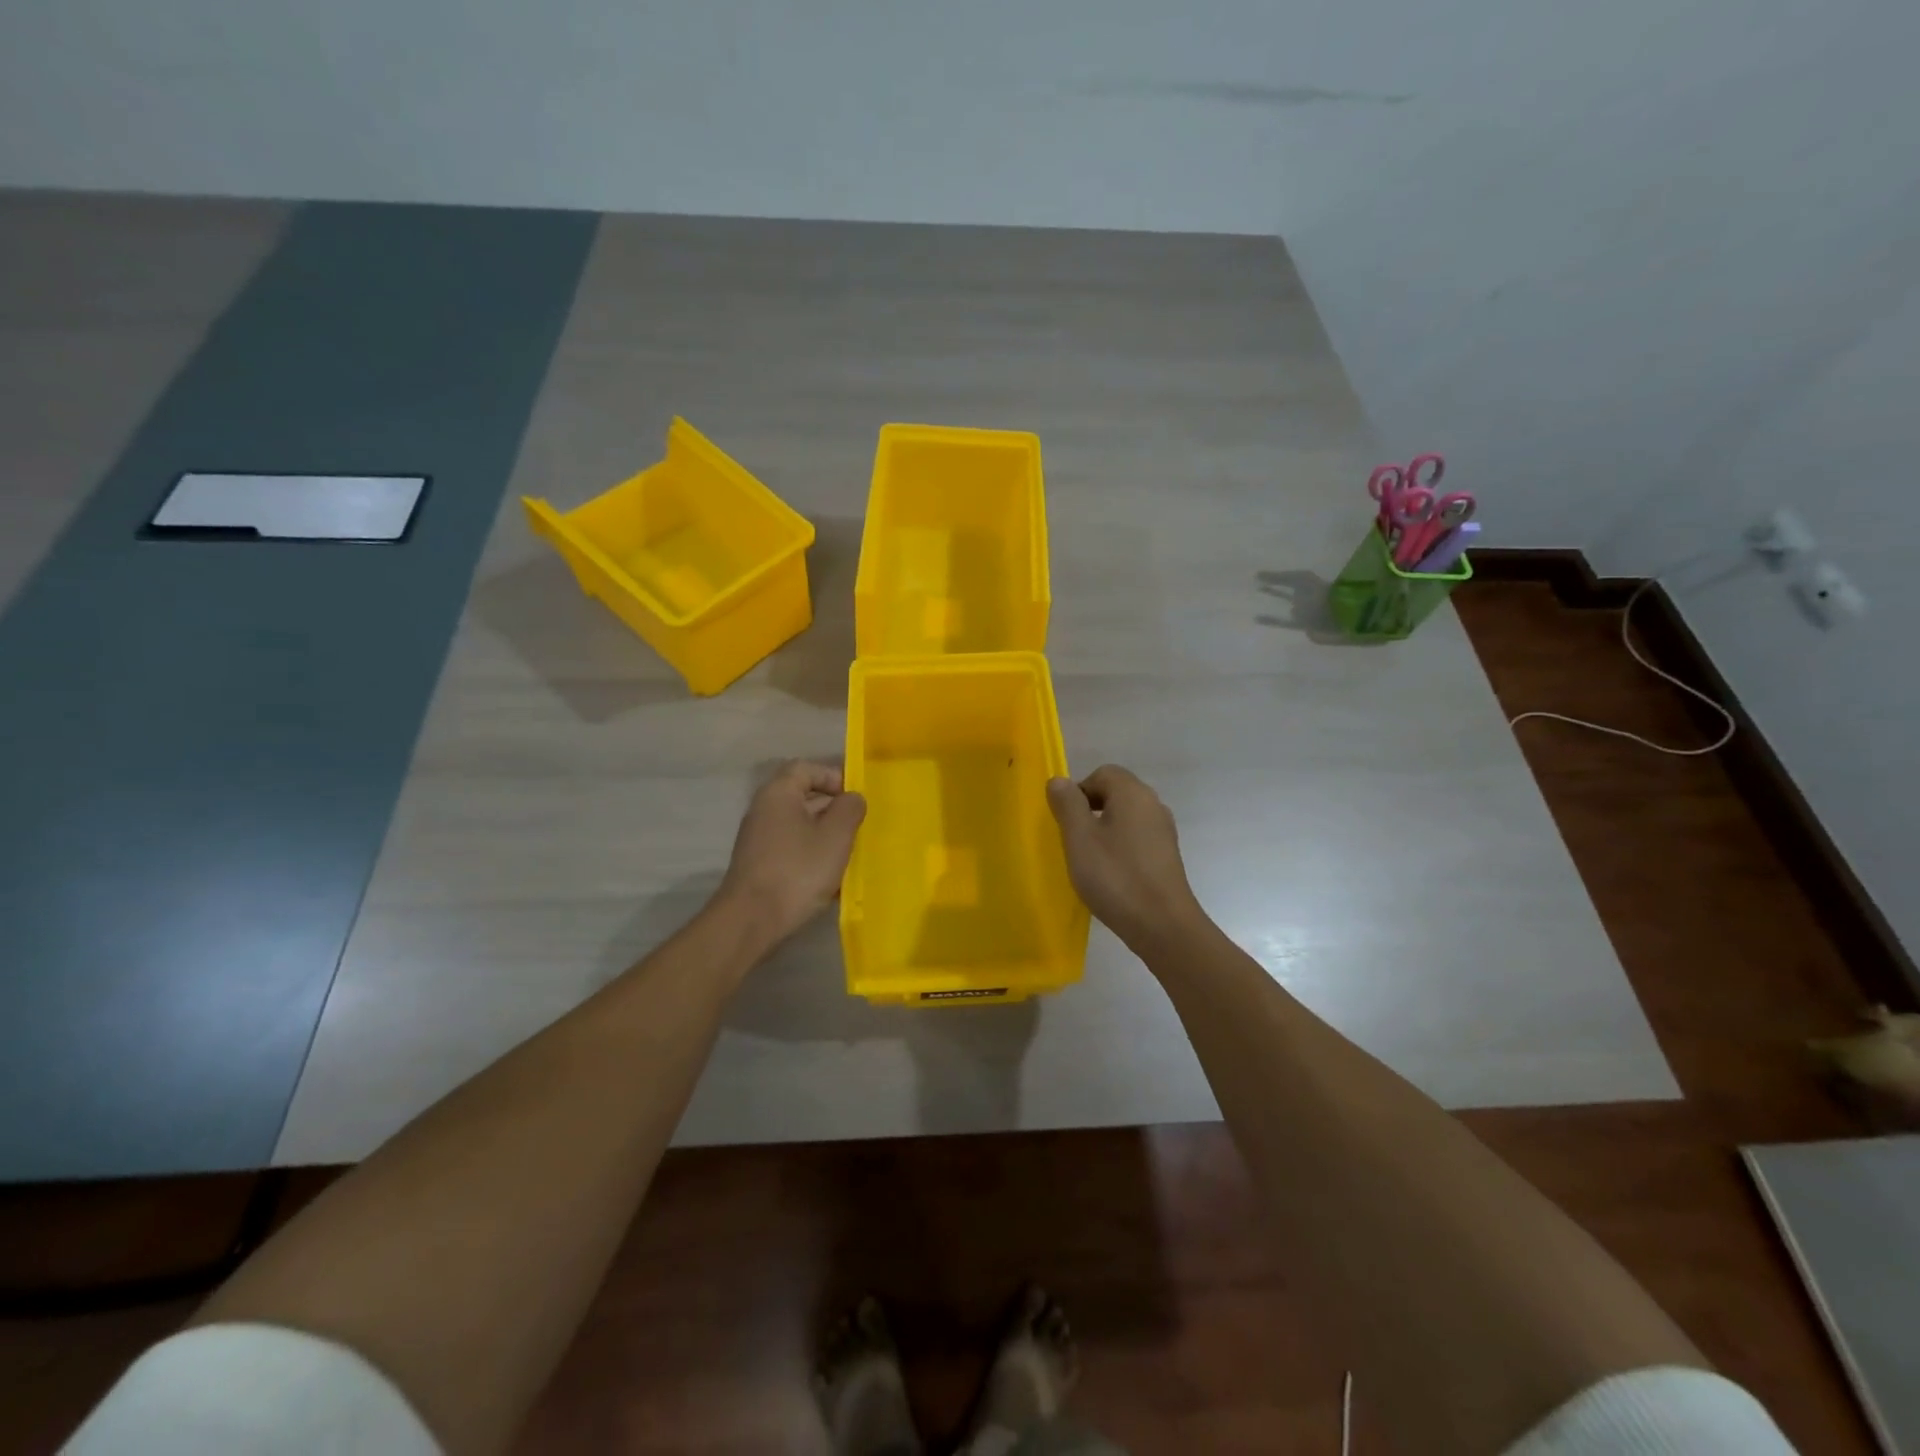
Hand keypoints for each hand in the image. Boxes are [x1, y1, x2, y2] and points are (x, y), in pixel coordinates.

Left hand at [717, 761, 866, 946]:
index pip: (806, 768)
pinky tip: (828, 876)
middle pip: (802, 796)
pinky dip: (811, 853)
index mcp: (778, 794)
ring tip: (848, 853)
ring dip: (824, 834)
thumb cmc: (797, 871)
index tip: (854, 798)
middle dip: (833, 808)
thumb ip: (849, 809)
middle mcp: (763, 810)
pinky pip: (790, 847)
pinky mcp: (758, 863)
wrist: (751, 920)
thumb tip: (852, 797)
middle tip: (857, 826)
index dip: (833, 776)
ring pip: (798, 824)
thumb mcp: (835, 836)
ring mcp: (757, 838)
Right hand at [1047, 765, 1204, 950]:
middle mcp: (1153, 804)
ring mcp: (1164, 831)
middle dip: (1090, 810)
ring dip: (1105, 830)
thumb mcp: (1079, 838)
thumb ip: (1067, 805)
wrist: (1163, 925)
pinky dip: (1121, 847)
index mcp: (1132, 793)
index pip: (1102, 773)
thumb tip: (1059, 781)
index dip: (1079, 791)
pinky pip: (1137, 838)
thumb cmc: (1115, 876)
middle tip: (1074, 840)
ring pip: (1126, 817)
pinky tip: (1111, 874)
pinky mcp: (1167, 855)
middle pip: (1116, 793)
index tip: (1065, 820)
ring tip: (1090, 859)